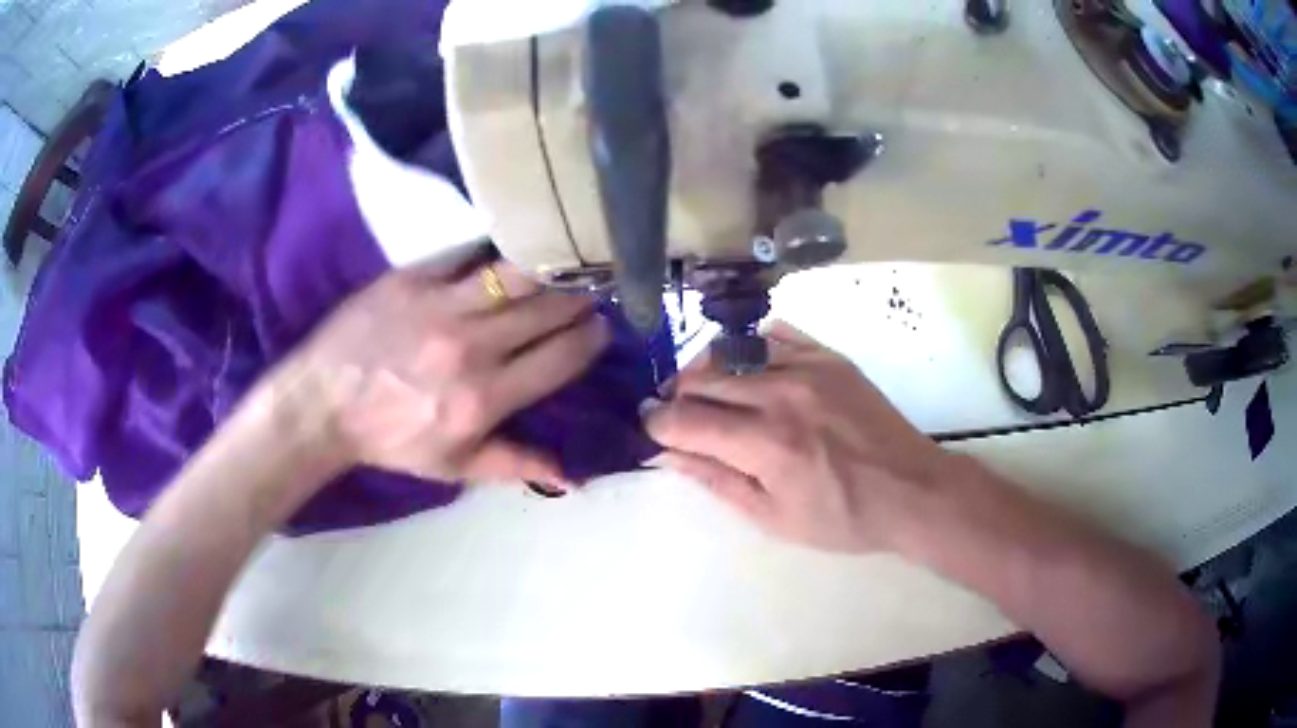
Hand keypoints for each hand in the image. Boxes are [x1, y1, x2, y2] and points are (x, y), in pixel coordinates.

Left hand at [278, 257, 609, 487]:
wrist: (323, 403)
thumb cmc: (390, 440)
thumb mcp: (454, 466)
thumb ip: (516, 464)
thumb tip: (574, 477)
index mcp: (484, 398)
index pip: (559, 359)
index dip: (589, 340)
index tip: (601, 328)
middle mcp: (470, 347)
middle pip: (546, 310)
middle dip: (578, 298)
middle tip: (592, 290)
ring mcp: (441, 306)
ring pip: (515, 274)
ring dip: (548, 268)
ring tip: (564, 262)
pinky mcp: (413, 278)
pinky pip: (469, 254)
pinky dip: (497, 251)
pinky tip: (511, 249)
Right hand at [645, 323, 951, 552]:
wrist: (911, 489)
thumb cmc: (842, 517)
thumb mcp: (773, 517)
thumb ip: (717, 480)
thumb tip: (669, 454)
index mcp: (765, 444)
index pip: (685, 420)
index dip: (657, 425)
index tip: (651, 430)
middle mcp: (780, 395)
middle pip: (700, 378)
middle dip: (675, 396)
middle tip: (677, 414)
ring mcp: (807, 367)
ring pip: (731, 351)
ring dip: (707, 370)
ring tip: (709, 392)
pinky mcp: (828, 355)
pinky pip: (773, 333)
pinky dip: (749, 348)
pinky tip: (750, 369)